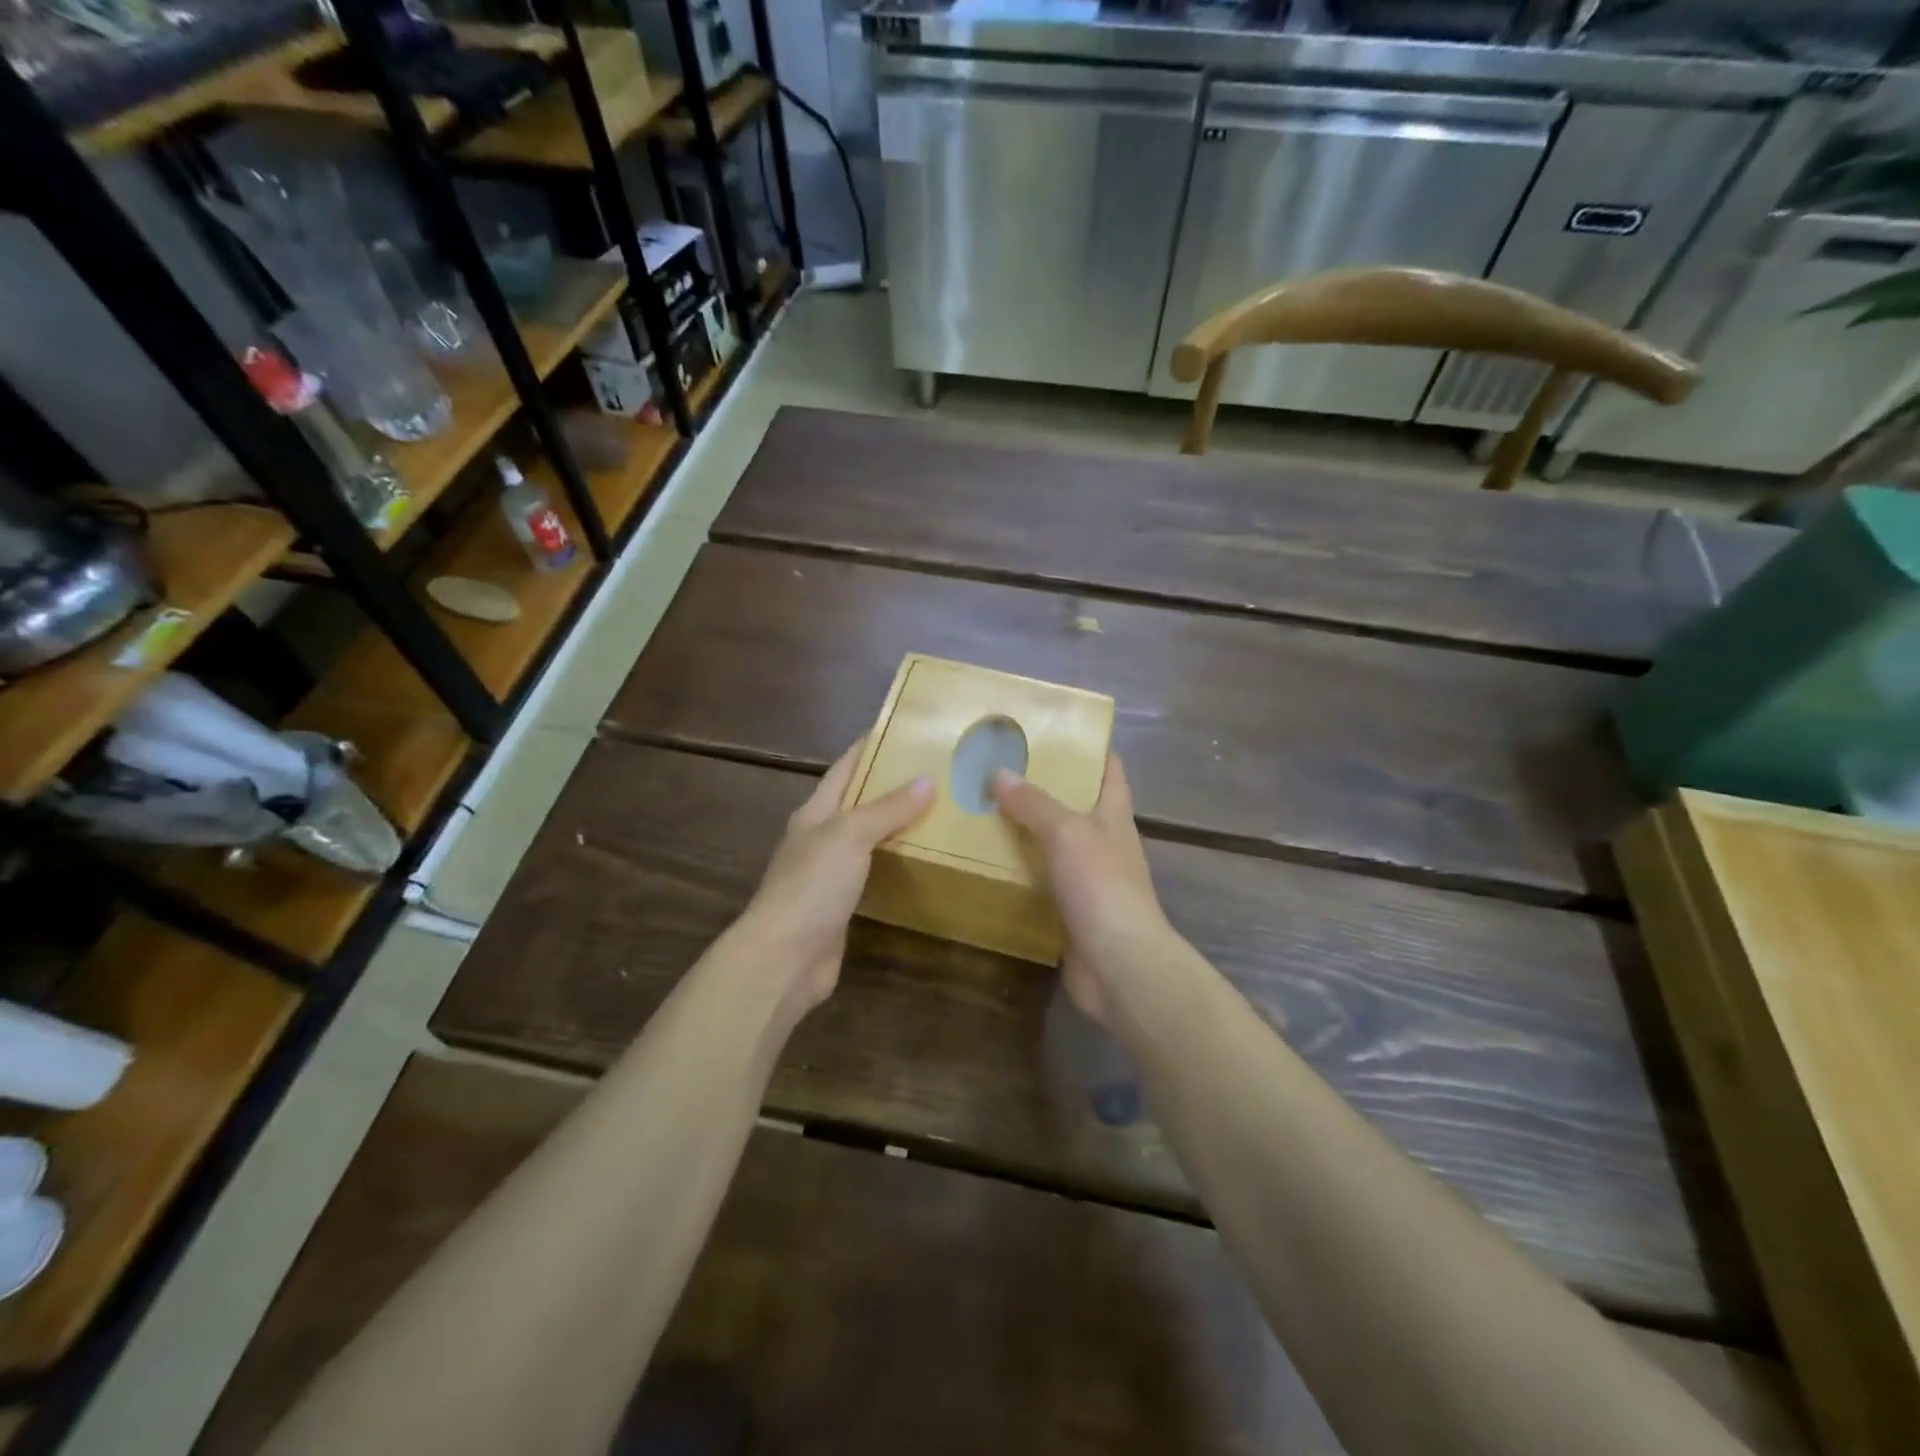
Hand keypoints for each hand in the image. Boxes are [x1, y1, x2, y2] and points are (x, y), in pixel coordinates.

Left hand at [738, 740, 932, 1015]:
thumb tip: (927, 779)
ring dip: (895, 826)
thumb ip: (887, 808)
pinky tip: (921, 861)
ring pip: (867, 839)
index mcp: (815, 813)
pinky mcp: (841, 905)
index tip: (900, 730)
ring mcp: (829, 874)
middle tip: (934, 772)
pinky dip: (894, 863)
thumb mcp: (850, 836)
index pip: (844, 768)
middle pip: (857, 802)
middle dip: (890, 786)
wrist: (784, 958)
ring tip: (938, 811)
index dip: (867, 747)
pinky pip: (873, 873)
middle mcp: (820, 838)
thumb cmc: (812, 886)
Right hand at [990, 754, 1172, 1025]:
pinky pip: (1042, 883)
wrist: (1119, 965)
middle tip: (998, 769)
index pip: (1109, 769)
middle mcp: (1105, 843)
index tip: (1055, 730)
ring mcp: (1090, 880)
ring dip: (1026, 831)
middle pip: (1076, 806)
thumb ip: (1034, 803)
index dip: (1091, 747)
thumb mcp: (1067, 832)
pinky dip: (1020, 872)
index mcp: (1114, 815)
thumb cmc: (1102, 886)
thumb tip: (998, 773)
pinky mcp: (1072, 912)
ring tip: (983, 811)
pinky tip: (989, 864)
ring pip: (1055, 846)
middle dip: (1043, 788)